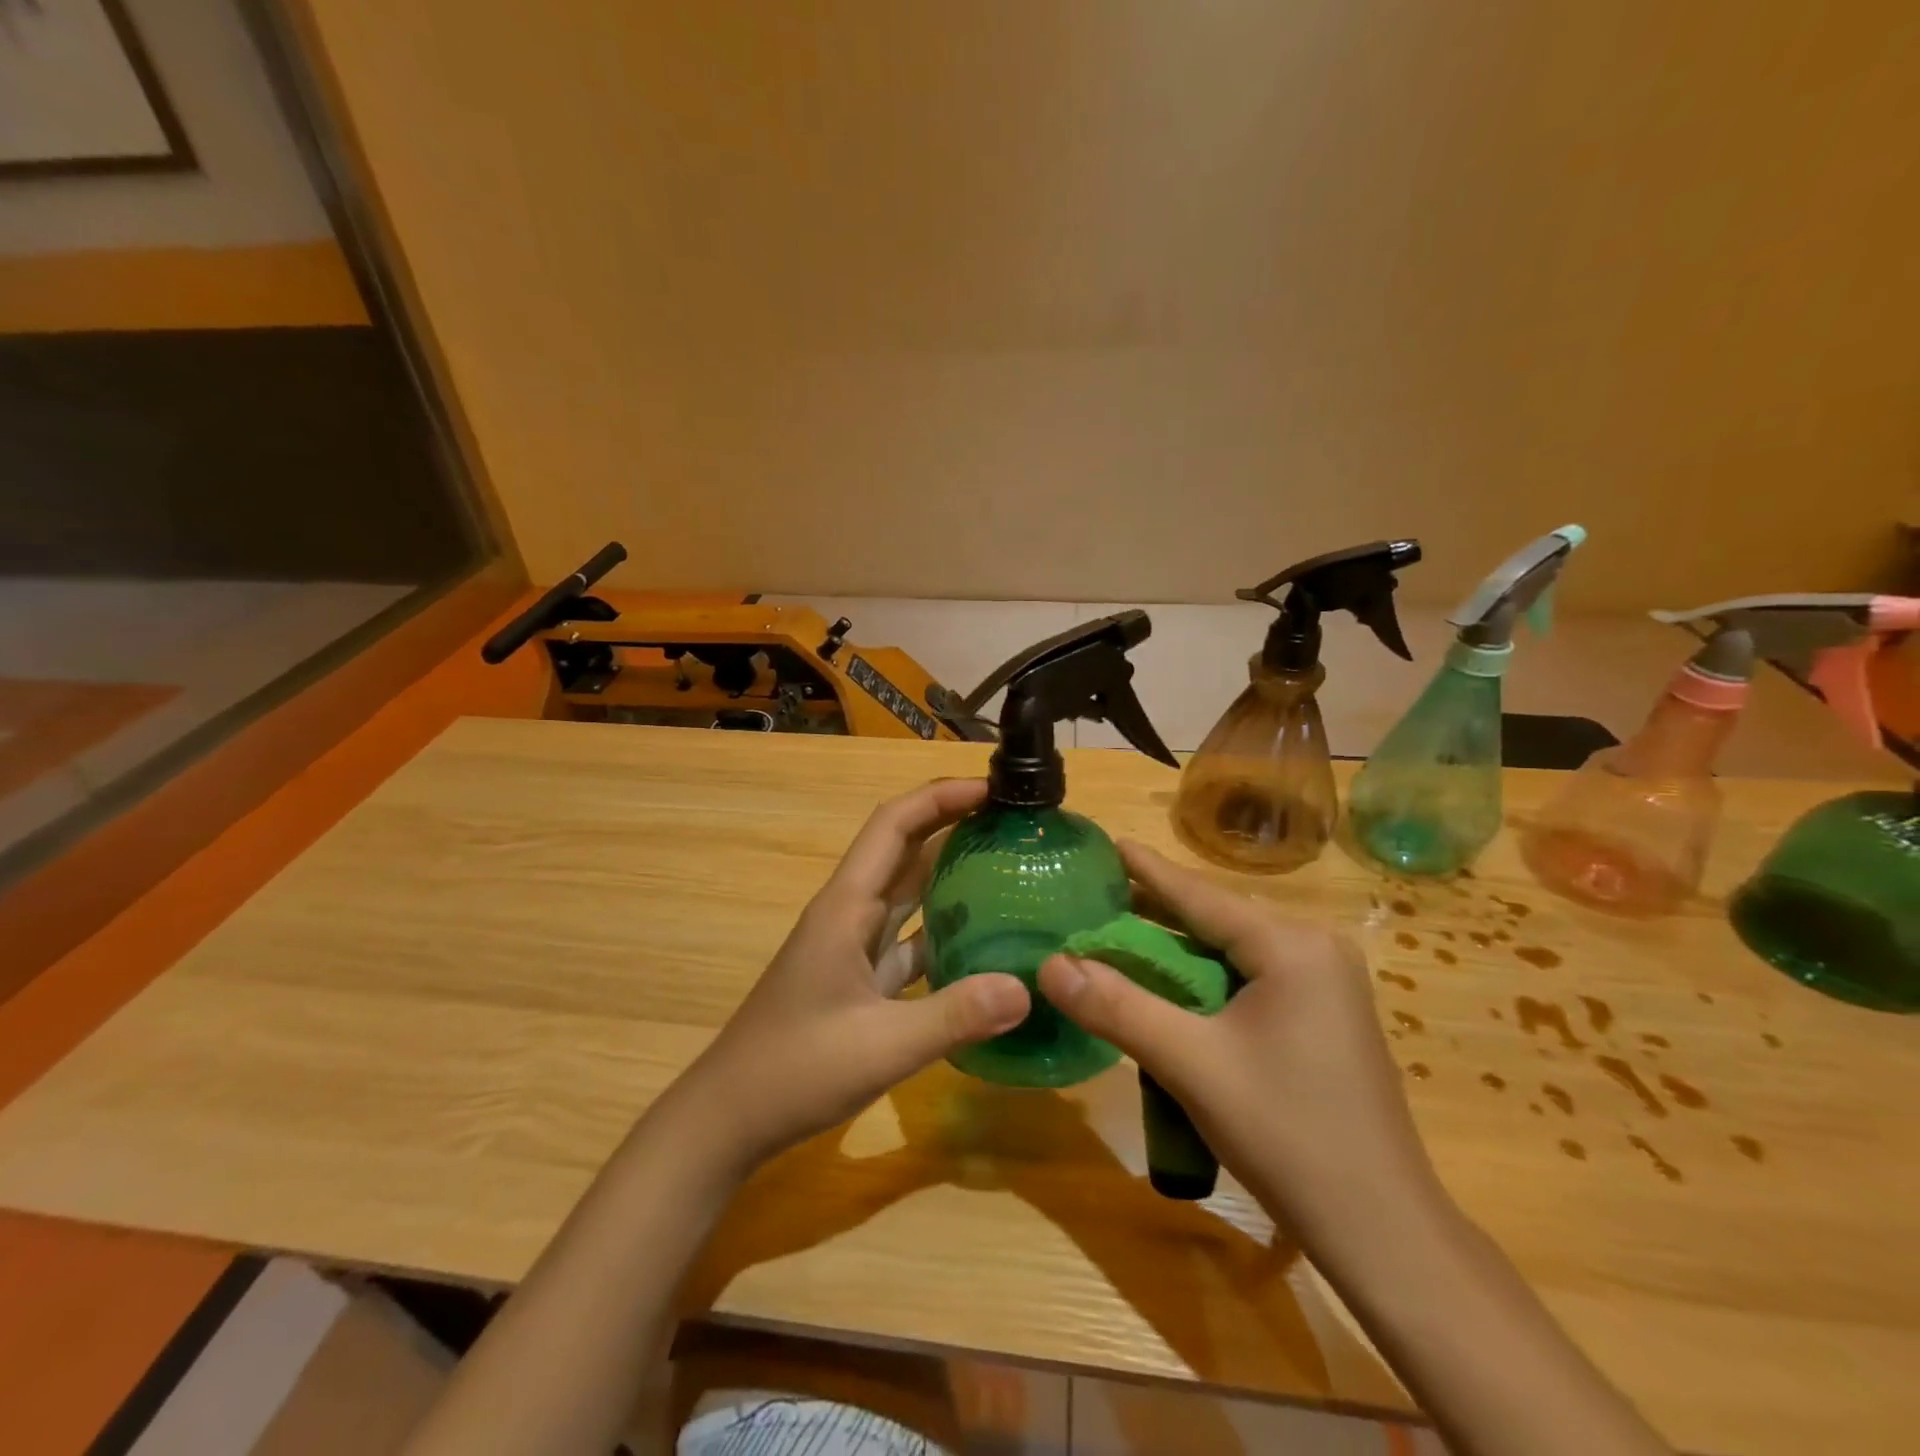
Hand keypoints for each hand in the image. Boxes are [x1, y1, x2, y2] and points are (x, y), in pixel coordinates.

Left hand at [680, 779, 1029, 1170]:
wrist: (730, 1118)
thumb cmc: (795, 1070)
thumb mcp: (882, 1046)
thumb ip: (955, 1016)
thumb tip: (1027, 988)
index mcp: (847, 906)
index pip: (894, 825)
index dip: (940, 797)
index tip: (993, 789)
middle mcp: (850, 913)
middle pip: (904, 849)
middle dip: (954, 824)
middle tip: (1014, 821)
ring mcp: (853, 945)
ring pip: (908, 892)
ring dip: (951, 872)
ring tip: (1009, 866)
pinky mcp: (859, 977)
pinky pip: (909, 937)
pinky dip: (944, 929)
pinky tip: (984, 942)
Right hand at [1037, 842, 1444, 1245]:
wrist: (1385, 1234)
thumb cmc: (1288, 1136)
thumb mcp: (1191, 1065)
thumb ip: (1118, 1008)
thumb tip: (1050, 964)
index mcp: (1292, 946)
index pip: (1200, 895)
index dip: (1147, 870)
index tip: (1107, 843)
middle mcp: (1314, 950)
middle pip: (1216, 919)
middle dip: (1154, 910)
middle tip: (1095, 894)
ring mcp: (1325, 985)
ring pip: (1231, 951)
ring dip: (1176, 947)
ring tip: (1117, 931)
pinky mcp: (1322, 1018)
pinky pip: (1249, 979)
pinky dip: (1203, 977)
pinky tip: (1168, 985)